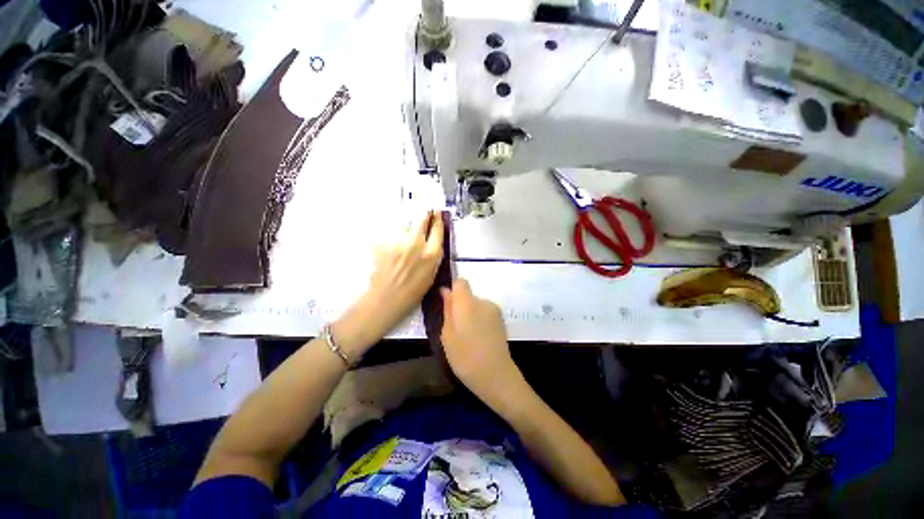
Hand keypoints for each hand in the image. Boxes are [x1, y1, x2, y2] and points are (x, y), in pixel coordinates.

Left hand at [333, 211, 443, 356]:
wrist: (385, 299)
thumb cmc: (411, 293)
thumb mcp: (431, 276)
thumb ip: (433, 257)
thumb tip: (433, 243)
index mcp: (431, 255)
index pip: (437, 230)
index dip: (438, 220)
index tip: (437, 213)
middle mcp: (416, 245)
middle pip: (422, 220)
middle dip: (425, 214)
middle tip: (425, 210)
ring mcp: (399, 243)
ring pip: (405, 227)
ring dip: (407, 229)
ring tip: (404, 241)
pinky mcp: (384, 243)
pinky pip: (392, 236)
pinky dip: (393, 239)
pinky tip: (392, 250)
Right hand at [440, 278, 521, 401]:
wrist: (496, 376)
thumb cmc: (465, 358)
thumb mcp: (448, 336)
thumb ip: (447, 310)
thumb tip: (446, 291)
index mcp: (468, 303)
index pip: (460, 282)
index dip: (452, 290)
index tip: (447, 305)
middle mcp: (483, 301)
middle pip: (468, 295)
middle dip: (460, 306)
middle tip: (455, 329)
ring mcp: (495, 310)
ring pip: (476, 305)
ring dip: (470, 314)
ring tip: (467, 337)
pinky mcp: (501, 319)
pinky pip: (484, 313)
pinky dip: (479, 320)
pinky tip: (479, 339)